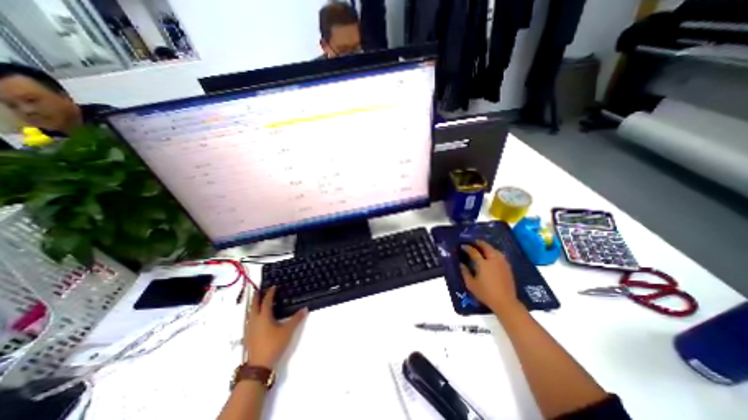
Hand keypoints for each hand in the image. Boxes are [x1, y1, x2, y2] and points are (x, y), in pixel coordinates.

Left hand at [243, 287, 307, 368]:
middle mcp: (255, 320)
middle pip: (254, 305)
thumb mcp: (288, 331)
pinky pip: (249, 320)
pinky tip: (255, 318)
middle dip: (256, 297)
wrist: (259, 365)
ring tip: (256, 302)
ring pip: (249, 313)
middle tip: (259, 290)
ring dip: (253, 306)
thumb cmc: (274, 344)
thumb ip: (296, 319)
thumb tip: (305, 308)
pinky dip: (252, 314)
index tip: (273, 286)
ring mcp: (249, 329)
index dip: (270, 293)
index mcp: (264, 316)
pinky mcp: (248, 336)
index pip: (266, 301)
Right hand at [459, 241, 520, 312]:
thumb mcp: (471, 284)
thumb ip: (465, 273)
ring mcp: (502, 263)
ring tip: (482, 247)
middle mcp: (493, 260)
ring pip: (494, 250)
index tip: (463, 246)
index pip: (473, 252)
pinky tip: (492, 255)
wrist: (505, 302)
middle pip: (486, 247)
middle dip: (479, 243)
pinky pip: (500, 255)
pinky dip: (494, 252)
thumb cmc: (485, 293)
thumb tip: (461, 264)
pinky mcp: (507, 267)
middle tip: (473, 242)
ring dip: (488, 246)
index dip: (467, 247)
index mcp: (483, 264)